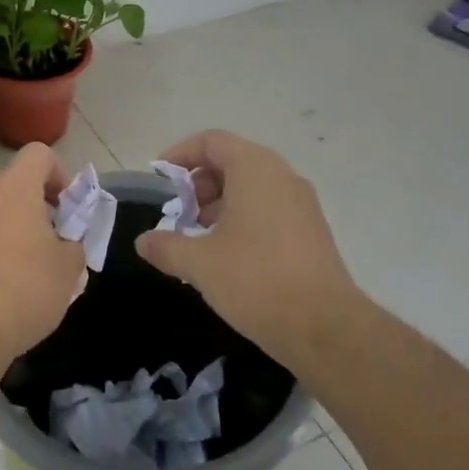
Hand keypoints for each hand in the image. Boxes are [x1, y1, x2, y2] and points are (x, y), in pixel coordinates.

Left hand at [0, 146, 85, 374]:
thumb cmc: (21, 291)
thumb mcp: (67, 271)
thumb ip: (73, 246)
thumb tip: (68, 242)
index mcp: (13, 188)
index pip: (37, 154)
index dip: (58, 173)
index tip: (66, 205)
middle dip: (16, 192)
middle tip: (34, 224)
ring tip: (15, 259)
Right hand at [135, 130, 362, 370]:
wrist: (325, 328)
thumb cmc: (256, 280)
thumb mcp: (199, 264)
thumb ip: (165, 246)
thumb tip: (143, 241)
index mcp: (254, 169)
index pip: (211, 141)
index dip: (180, 155)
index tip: (160, 180)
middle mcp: (281, 176)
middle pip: (231, 161)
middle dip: (198, 184)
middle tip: (179, 215)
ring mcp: (301, 203)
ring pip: (251, 187)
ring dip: (219, 204)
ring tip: (199, 239)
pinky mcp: (311, 230)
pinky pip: (269, 208)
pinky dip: (242, 218)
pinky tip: (227, 255)